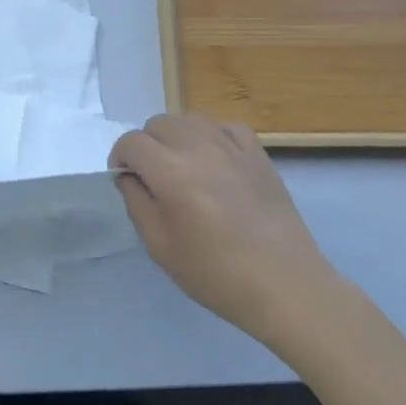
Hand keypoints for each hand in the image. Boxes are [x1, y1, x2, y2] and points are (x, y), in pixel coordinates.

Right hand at [111, 113, 345, 349]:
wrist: (285, 285)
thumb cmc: (216, 273)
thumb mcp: (159, 246)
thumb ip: (136, 202)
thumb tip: (129, 176)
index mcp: (171, 173)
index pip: (131, 142)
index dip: (120, 158)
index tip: (126, 180)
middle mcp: (199, 148)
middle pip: (158, 123)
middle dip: (147, 145)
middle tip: (153, 177)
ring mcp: (232, 147)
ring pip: (190, 119)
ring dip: (176, 136)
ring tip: (183, 166)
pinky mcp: (258, 154)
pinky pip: (225, 126)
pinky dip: (211, 135)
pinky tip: (215, 159)